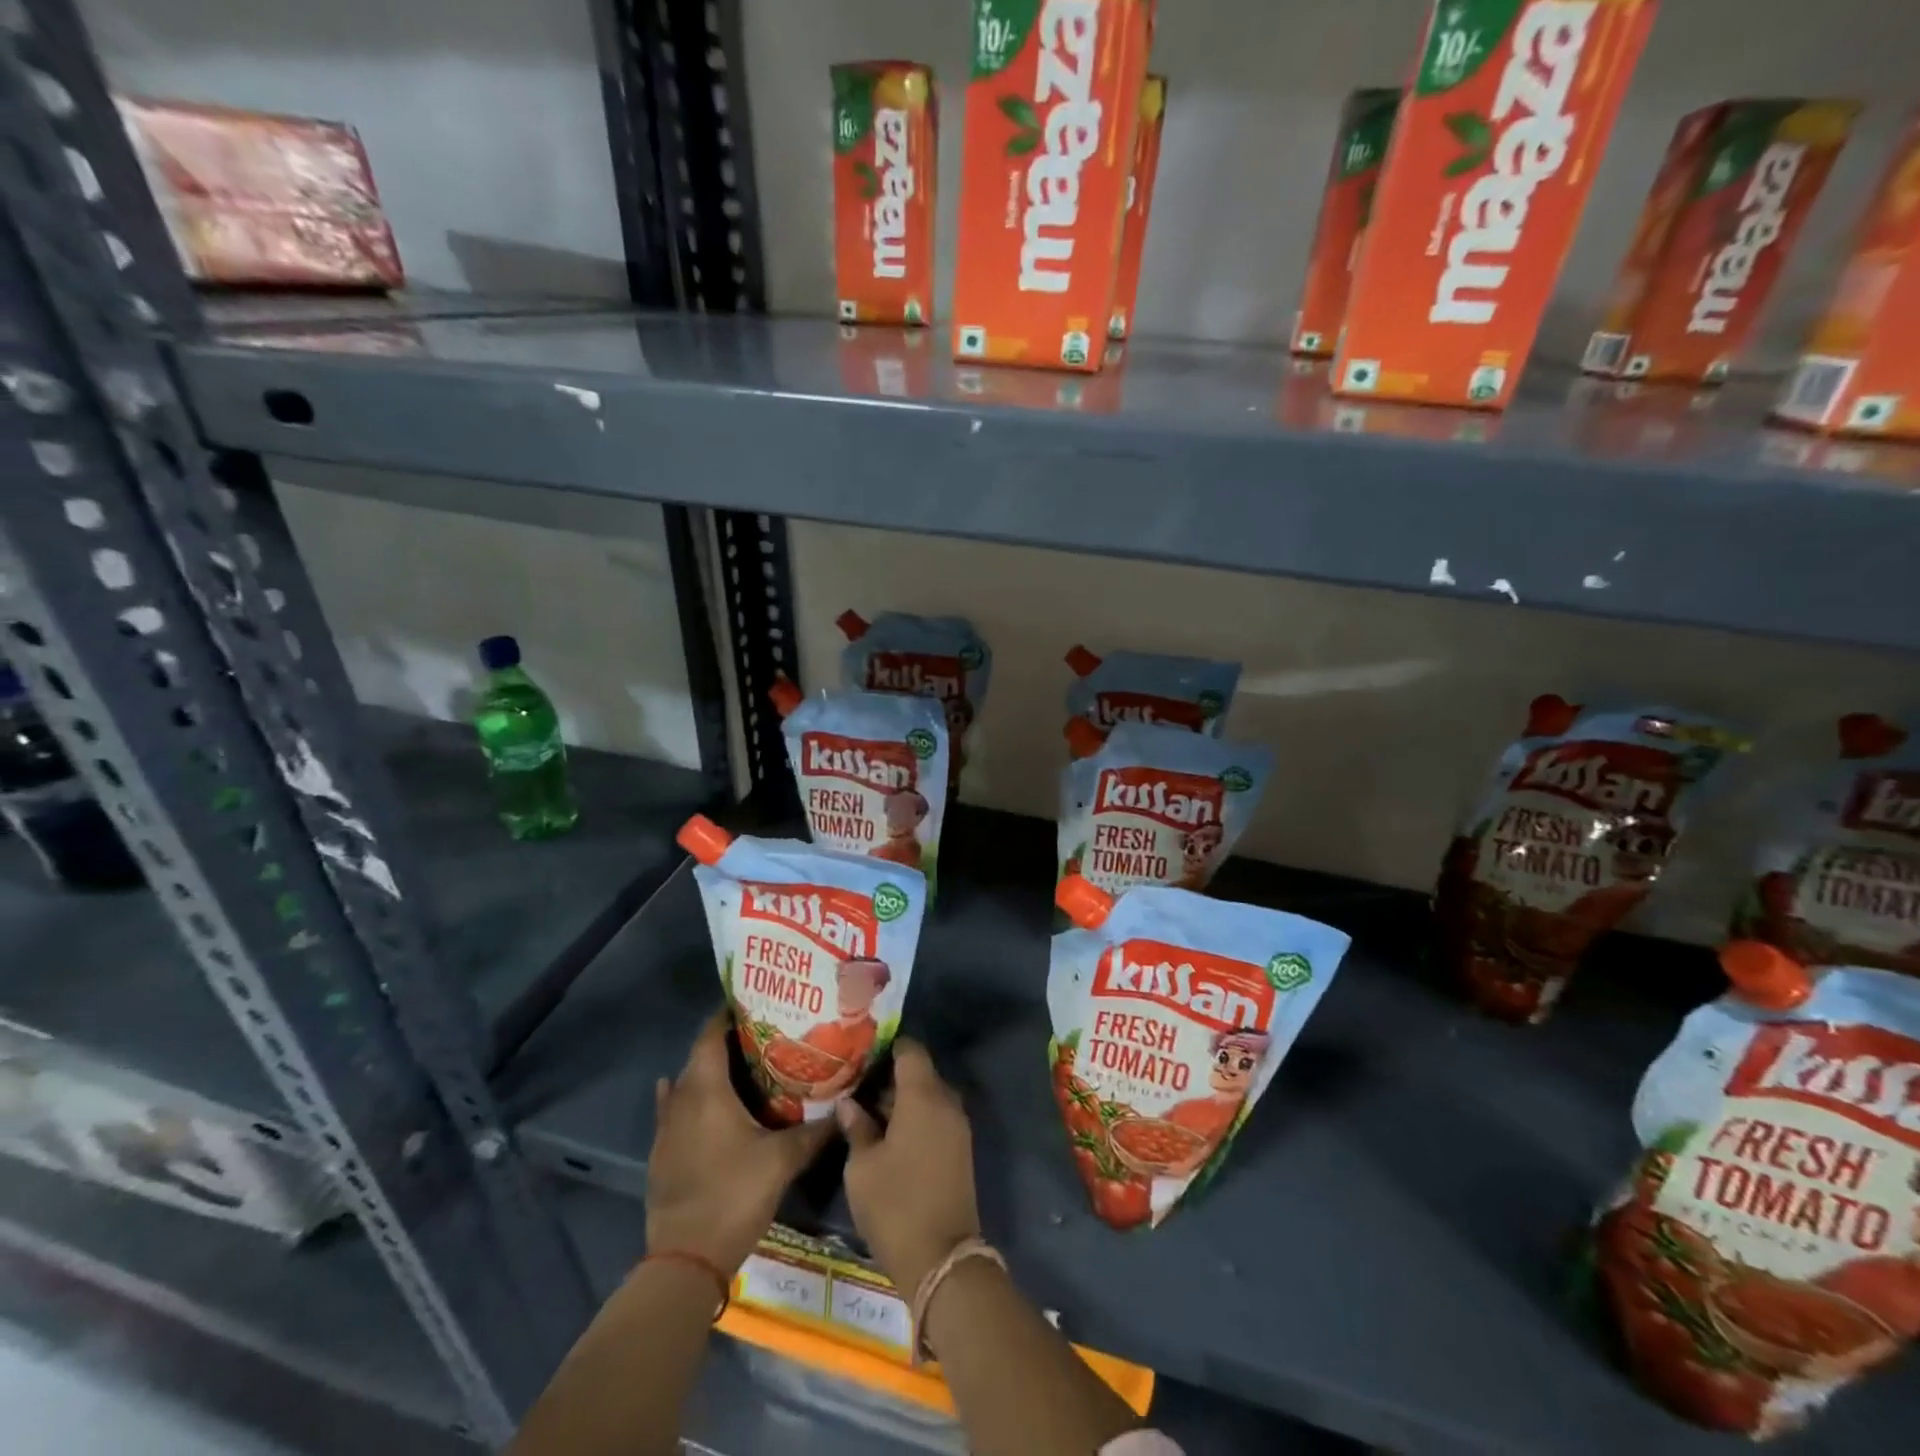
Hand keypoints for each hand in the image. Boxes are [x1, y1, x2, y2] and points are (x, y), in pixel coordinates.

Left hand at [646, 1010, 833, 1272]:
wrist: (686, 1261)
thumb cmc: (735, 1195)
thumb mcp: (783, 1160)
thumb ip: (816, 1131)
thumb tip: (847, 1107)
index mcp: (707, 1091)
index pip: (710, 1036)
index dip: (727, 1016)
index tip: (753, 1003)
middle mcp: (682, 1100)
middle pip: (698, 1058)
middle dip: (725, 1043)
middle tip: (761, 1036)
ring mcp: (666, 1129)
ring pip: (685, 1085)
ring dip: (707, 1073)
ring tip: (740, 1067)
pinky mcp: (661, 1155)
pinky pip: (675, 1112)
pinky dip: (689, 1100)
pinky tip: (700, 1102)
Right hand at [836, 1039, 981, 1294]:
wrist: (942, 1260)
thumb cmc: (895, 1205)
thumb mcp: (862, 1167)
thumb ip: (857, 1128)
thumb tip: (849, 1104)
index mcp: (923, 1096)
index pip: (910, 1050)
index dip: (887, 1047)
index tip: (862, 1055)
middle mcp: (946, 1102)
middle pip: (920, 1073)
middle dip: (891, 1077)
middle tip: (857, 1086)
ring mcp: (958, 1127)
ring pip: (929, 1096)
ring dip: (903, 1100)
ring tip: (867, 1111)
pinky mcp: (960, 1149)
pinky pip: (937, 1117)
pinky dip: (916, 1118)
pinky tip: (889, 1134)